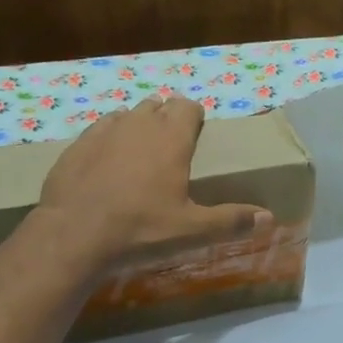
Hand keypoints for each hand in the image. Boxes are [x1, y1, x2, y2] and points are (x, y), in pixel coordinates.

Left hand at [36, 95, 271, 271]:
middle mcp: (138, 124)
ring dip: (136, 127)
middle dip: (166, 120)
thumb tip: (268, 217)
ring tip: (139, 157)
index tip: (197, 137)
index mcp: (171, 137)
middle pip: (157, 106)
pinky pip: (98, 131)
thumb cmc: (141, 229)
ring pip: (126, 116)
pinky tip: (106, 167)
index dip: (194, 118)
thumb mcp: (192, 230)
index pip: (188, 106)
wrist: (73, 236)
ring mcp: (103, 132)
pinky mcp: (76, 146)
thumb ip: (231, 221)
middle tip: (171, 151)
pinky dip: (107, 142)